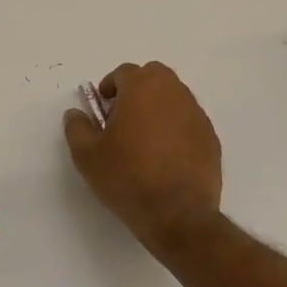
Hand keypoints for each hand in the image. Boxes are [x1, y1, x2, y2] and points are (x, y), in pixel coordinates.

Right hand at [64, 61, 222, 252]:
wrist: (177, 214)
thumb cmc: (127, 178)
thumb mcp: (87, 155)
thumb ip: (77, 127)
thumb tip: (75, 113)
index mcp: (142, 88)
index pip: (125, 72)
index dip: (110, 87)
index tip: (103, 109)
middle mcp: (173, 93)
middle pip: (154, 76)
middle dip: (137, 88)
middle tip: (123, 116)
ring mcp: (196, 114)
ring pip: (174, 97)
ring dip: (158, 107)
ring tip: (144, 138)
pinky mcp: (211, 137)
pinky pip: (189, 121)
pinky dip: (176, 127)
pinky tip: (165, 155)